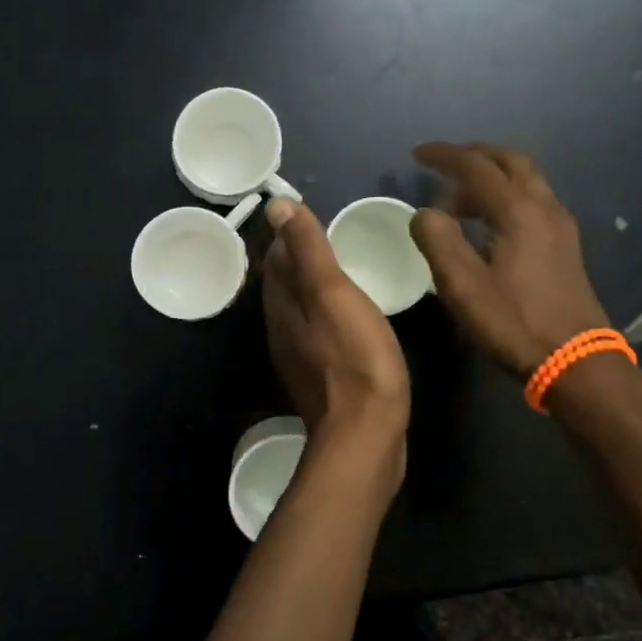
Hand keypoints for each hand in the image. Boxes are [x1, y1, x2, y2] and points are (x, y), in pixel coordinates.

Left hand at [261, 197, 410, 438]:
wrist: (365, 435)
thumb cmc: (355, 357)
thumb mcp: (332, 293)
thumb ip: (307, 250)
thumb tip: (276, 205)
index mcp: (282, 306)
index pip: (276, 259)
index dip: (289, 235)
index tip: (311, 216)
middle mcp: (282, 331)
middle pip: (284, 286)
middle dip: (299, 261)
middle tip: (330, 239)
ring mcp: (300, 359)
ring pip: (300, 312)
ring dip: (313, 290)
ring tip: (341, 273)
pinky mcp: (322, 380)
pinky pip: (319, 336)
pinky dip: (327, 317)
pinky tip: (350, 319)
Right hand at [410, 142, 612, 374]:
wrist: (576, 360)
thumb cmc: (514, 323)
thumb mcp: (463, 286)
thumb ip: (438, 241)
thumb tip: (424, 213)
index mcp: (517, 211)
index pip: (475, 166)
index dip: (444, 156)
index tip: (417, 155)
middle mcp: (543, 206)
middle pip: (509, 161)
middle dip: (474, 156)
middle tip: (444, 165)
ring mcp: (560, 224)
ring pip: (525, 179)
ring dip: (491, 177)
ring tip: (459, 201)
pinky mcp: (566, 244)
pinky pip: (534, 199)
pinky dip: (507, 195)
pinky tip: (490, 223)